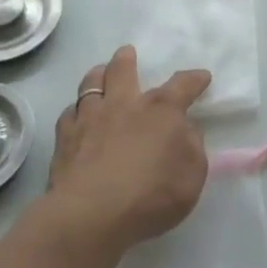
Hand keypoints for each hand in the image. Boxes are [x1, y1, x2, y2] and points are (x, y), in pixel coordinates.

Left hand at [48, 45, 208, 254]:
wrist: (92, 214)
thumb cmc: (151, 195)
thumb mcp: (192, 175)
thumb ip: (192, 147)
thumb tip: (184, 130)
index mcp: (161, 110)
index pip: (183, 85)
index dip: (194, 79)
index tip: (202, 77)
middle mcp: (125, 104)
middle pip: (123, 70)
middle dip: (127, 59)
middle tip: (127, 53)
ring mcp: (91, 117)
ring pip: (90, 84)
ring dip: (97, 75)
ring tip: (98, 73)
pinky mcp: (65, 138)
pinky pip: (69, 113)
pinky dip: (76, 111)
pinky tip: (77, 117)